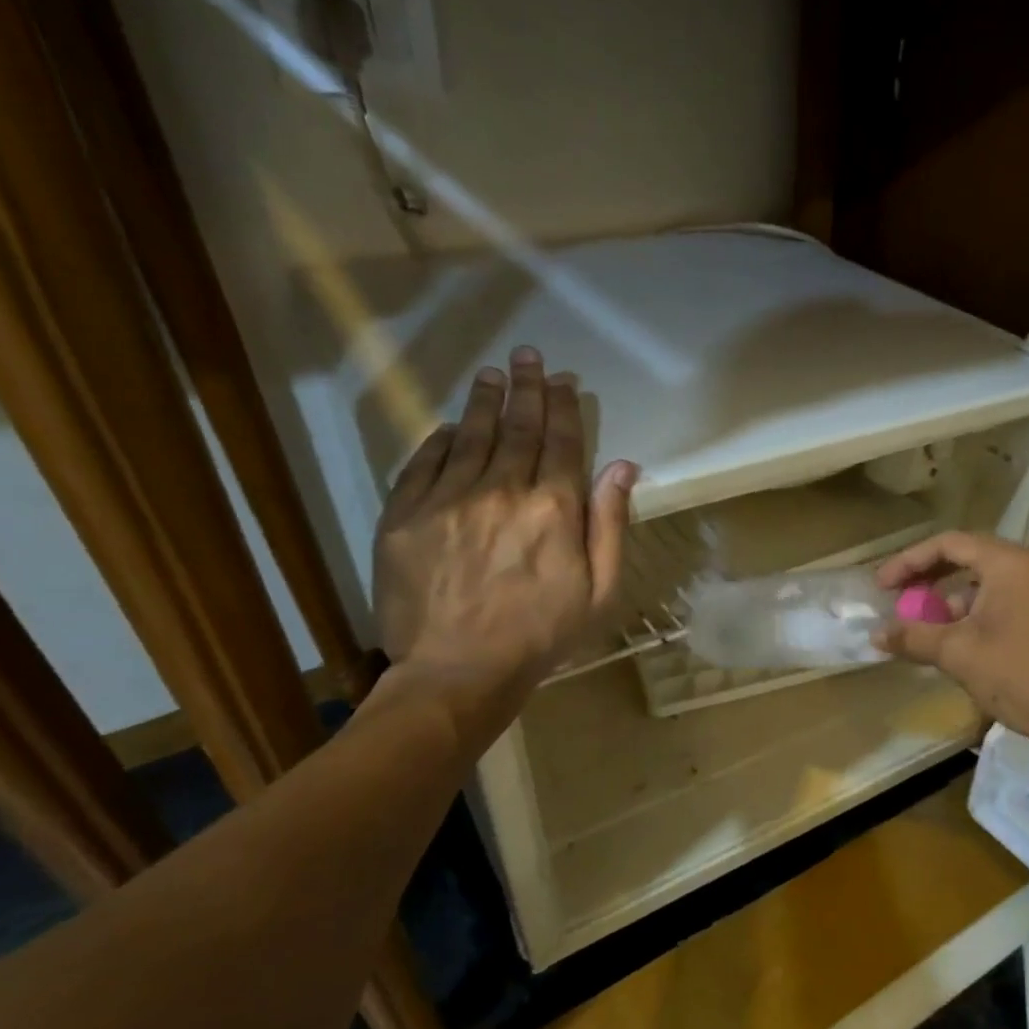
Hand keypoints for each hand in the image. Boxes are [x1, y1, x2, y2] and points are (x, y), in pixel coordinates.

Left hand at [373, 346, 636, 719]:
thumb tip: (623, 466)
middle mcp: (502, 490)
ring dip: (484, 401)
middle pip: (517, 428)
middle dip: (526, 388)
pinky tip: (449, 425)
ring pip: (470, 436)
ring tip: (492, 374)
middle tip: (528, 356)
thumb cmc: (541, 636)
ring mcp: (448, 499)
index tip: (562, 380)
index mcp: (553, 508)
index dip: (563, 407)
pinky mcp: (405, 515)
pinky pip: (423, 462)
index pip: (562, 442)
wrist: (458, 672)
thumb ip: (610, 523)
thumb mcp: (600, 590)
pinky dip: (439, 438)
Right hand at [873, 532, 1028, 770]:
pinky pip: (996, 599)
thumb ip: (913, 636)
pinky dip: (968, 611)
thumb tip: (876, 634)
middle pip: (965, 556)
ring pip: (980, 580)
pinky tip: (946, 637)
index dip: (909, 561)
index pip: (948, 545)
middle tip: (895, 596)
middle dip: (926, 576)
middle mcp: (1026, 567)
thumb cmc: (1017, 674)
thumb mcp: (957, 653)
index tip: (882, 585)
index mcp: (1008, 564)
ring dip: (945, 597)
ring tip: (917, 621)